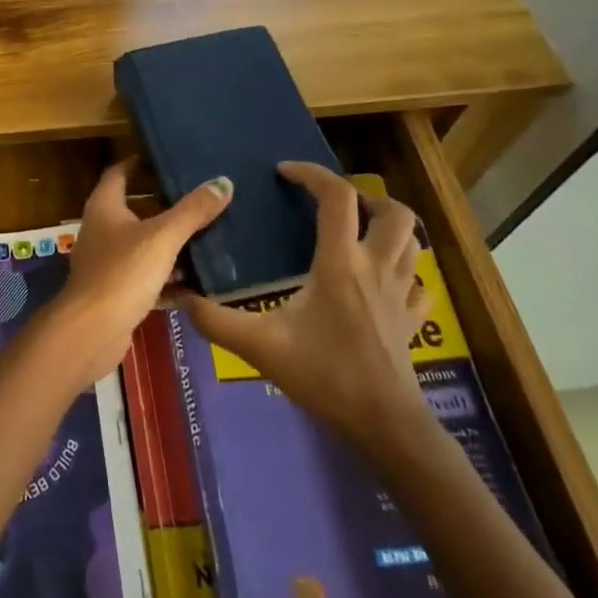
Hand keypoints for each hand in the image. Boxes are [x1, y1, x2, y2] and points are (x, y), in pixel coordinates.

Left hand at [45, 162, 233, 386]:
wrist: (90, 332)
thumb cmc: (122, 273)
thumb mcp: (163, 237)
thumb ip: (193, 211)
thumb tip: (223, 182)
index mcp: (105, 206)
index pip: (120, 172)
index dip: (141, 162)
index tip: (170, 158)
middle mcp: (102, 229)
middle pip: (135, 208)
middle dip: (166, 204)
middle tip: (202, 197)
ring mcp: (108, 262)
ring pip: (144, 245)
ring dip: (170, 243)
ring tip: (209, 236)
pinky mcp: (117, 292)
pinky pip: (148, 278)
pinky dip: (169, 279)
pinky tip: (199, 282)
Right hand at [174, 161, 430, 452]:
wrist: (383, 424)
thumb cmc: (323, 376)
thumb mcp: (260, 345)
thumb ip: (215, 319)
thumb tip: (179, 296)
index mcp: (340, 262)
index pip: (337, 197)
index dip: (312, 174)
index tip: (285, 172)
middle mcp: (377, 267)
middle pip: (393, 211)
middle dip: (366, 197)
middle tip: (334, 205)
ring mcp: (401, 293)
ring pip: (412, 241)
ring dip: (388, 227)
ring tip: (358, 231)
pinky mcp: (413, 319)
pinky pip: (418, 281)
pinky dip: (404, 269)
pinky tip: (383, 278)